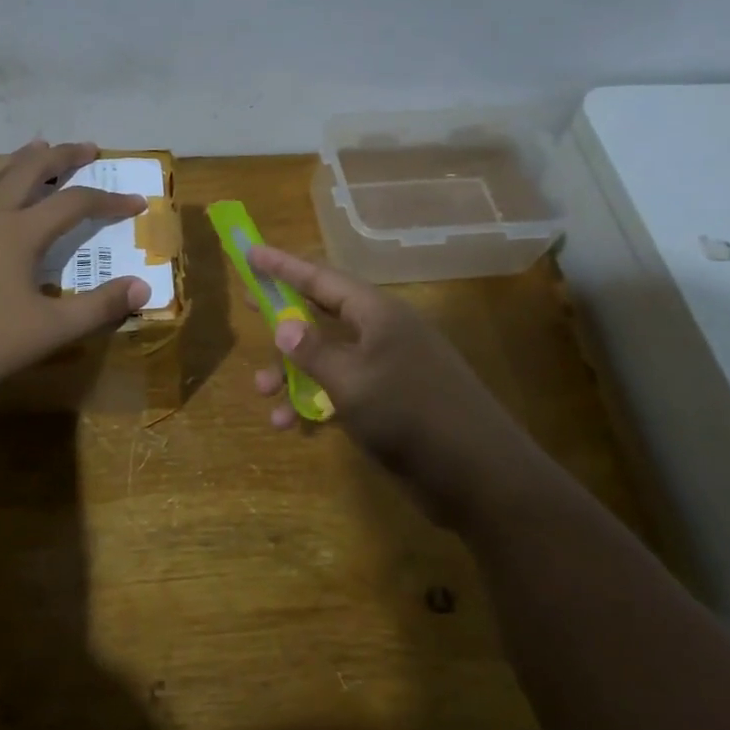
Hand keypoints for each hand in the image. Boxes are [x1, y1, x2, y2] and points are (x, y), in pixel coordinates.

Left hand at [0, 140, 151, 395]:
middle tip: (88, 148)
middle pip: (31, 170)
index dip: (109, 200)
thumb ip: (99, 308)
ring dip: (18, 156)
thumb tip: (143, 287)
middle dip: (64, 157)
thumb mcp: (49, 332)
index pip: (76, 203)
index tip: (135, 202)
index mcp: (21, 233)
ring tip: (38, 145)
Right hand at [247, 245, 549, 528]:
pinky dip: (313, 400)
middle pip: (323, 312)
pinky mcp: (390, 402)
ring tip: (263, 393)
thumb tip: (283, 325)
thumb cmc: (410, 415)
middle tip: (250, 305)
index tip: (250, 252)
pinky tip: (291, 422)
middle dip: (284, 315)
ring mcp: (388, 368)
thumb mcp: (351, 380)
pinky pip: (341, 388)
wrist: (479, 477)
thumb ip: (313, 351)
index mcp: (377, 314)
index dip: (283, 266)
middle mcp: (382, 333)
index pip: (321, 278)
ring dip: (292, 371)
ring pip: (327, 356)